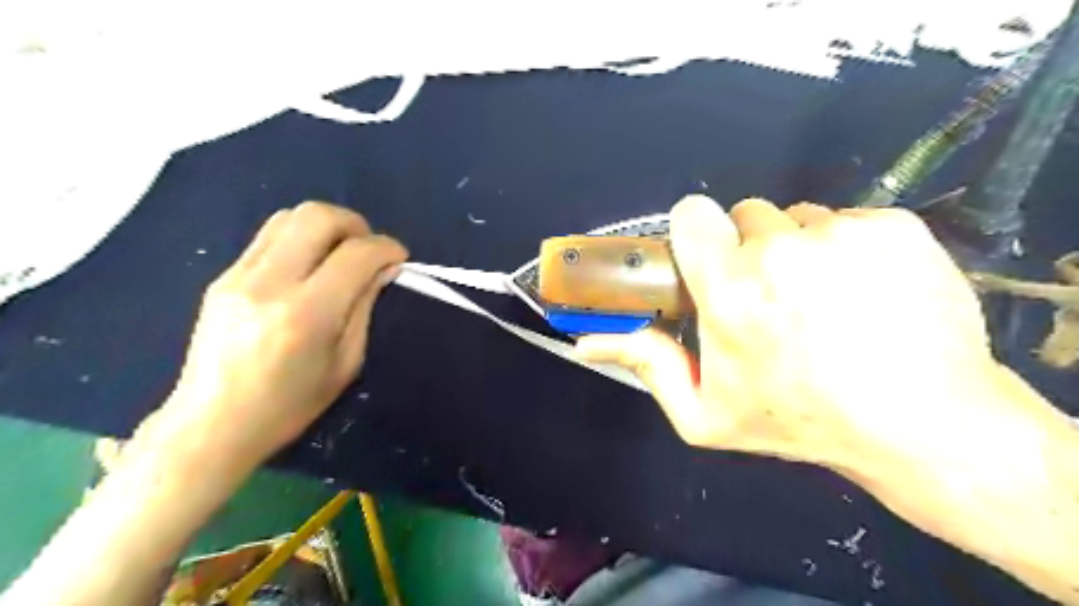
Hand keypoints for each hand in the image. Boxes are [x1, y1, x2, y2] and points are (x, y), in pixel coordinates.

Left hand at [150, 201, 406, 471]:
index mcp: (308, 314)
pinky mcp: (223, 276)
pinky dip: (300, 239)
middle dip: (356, 225)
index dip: (387, 248)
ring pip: (289, 216)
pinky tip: (309, 266)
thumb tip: (384, 269)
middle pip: (318, 217)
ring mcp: (239, 275)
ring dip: (326, 226)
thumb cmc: (290, 405)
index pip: (356, 254)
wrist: (212, 424)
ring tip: (340, 252)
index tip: (399, 258)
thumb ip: (365, 307)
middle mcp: (270, 283)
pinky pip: (269, 237)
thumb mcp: (346, 362)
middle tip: (369, 249)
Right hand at [577, 196, 1006, 485]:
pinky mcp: (895, 227)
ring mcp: (843, 233)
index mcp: (730, 290)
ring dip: (800, 249)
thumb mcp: (706, 413)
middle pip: (747, 216)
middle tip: (770, 297)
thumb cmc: (800, 422)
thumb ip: (646, 365)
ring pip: (801, 218)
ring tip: (823, 300)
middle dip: (749, 249)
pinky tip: (867, 293)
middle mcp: (782, 249)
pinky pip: (851, 221)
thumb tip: (585, 341)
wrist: (924, 425)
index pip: (693, 214)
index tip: (709, 262)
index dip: (697, 234)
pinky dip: (850, 249)